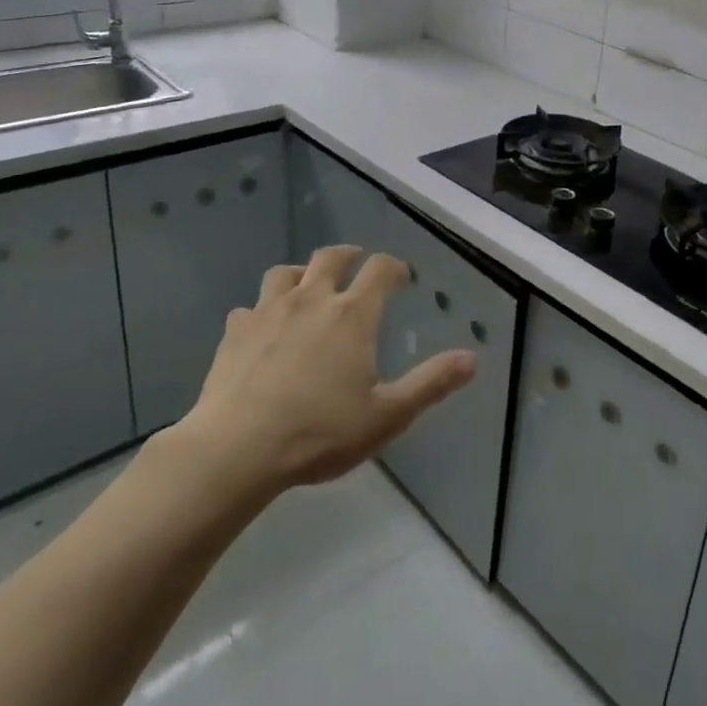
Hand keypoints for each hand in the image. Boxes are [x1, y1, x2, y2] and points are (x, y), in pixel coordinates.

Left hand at [178, 245, 476, 492]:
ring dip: (301, 273)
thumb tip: (471, 358)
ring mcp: (268, 312)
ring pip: (285, 273)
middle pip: (331, 258)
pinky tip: (263, 329)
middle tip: (357, 262)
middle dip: (349, 255)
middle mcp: (311, 300)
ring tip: (307, 285)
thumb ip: (431, 384)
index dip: (394, 267)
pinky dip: (262, 311)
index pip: (380, 270)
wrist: (236, 449)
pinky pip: (250, 308)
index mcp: (352, 315)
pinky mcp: (235, 333)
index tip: (401, 276)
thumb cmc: (320, 432)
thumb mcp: (387, 415)